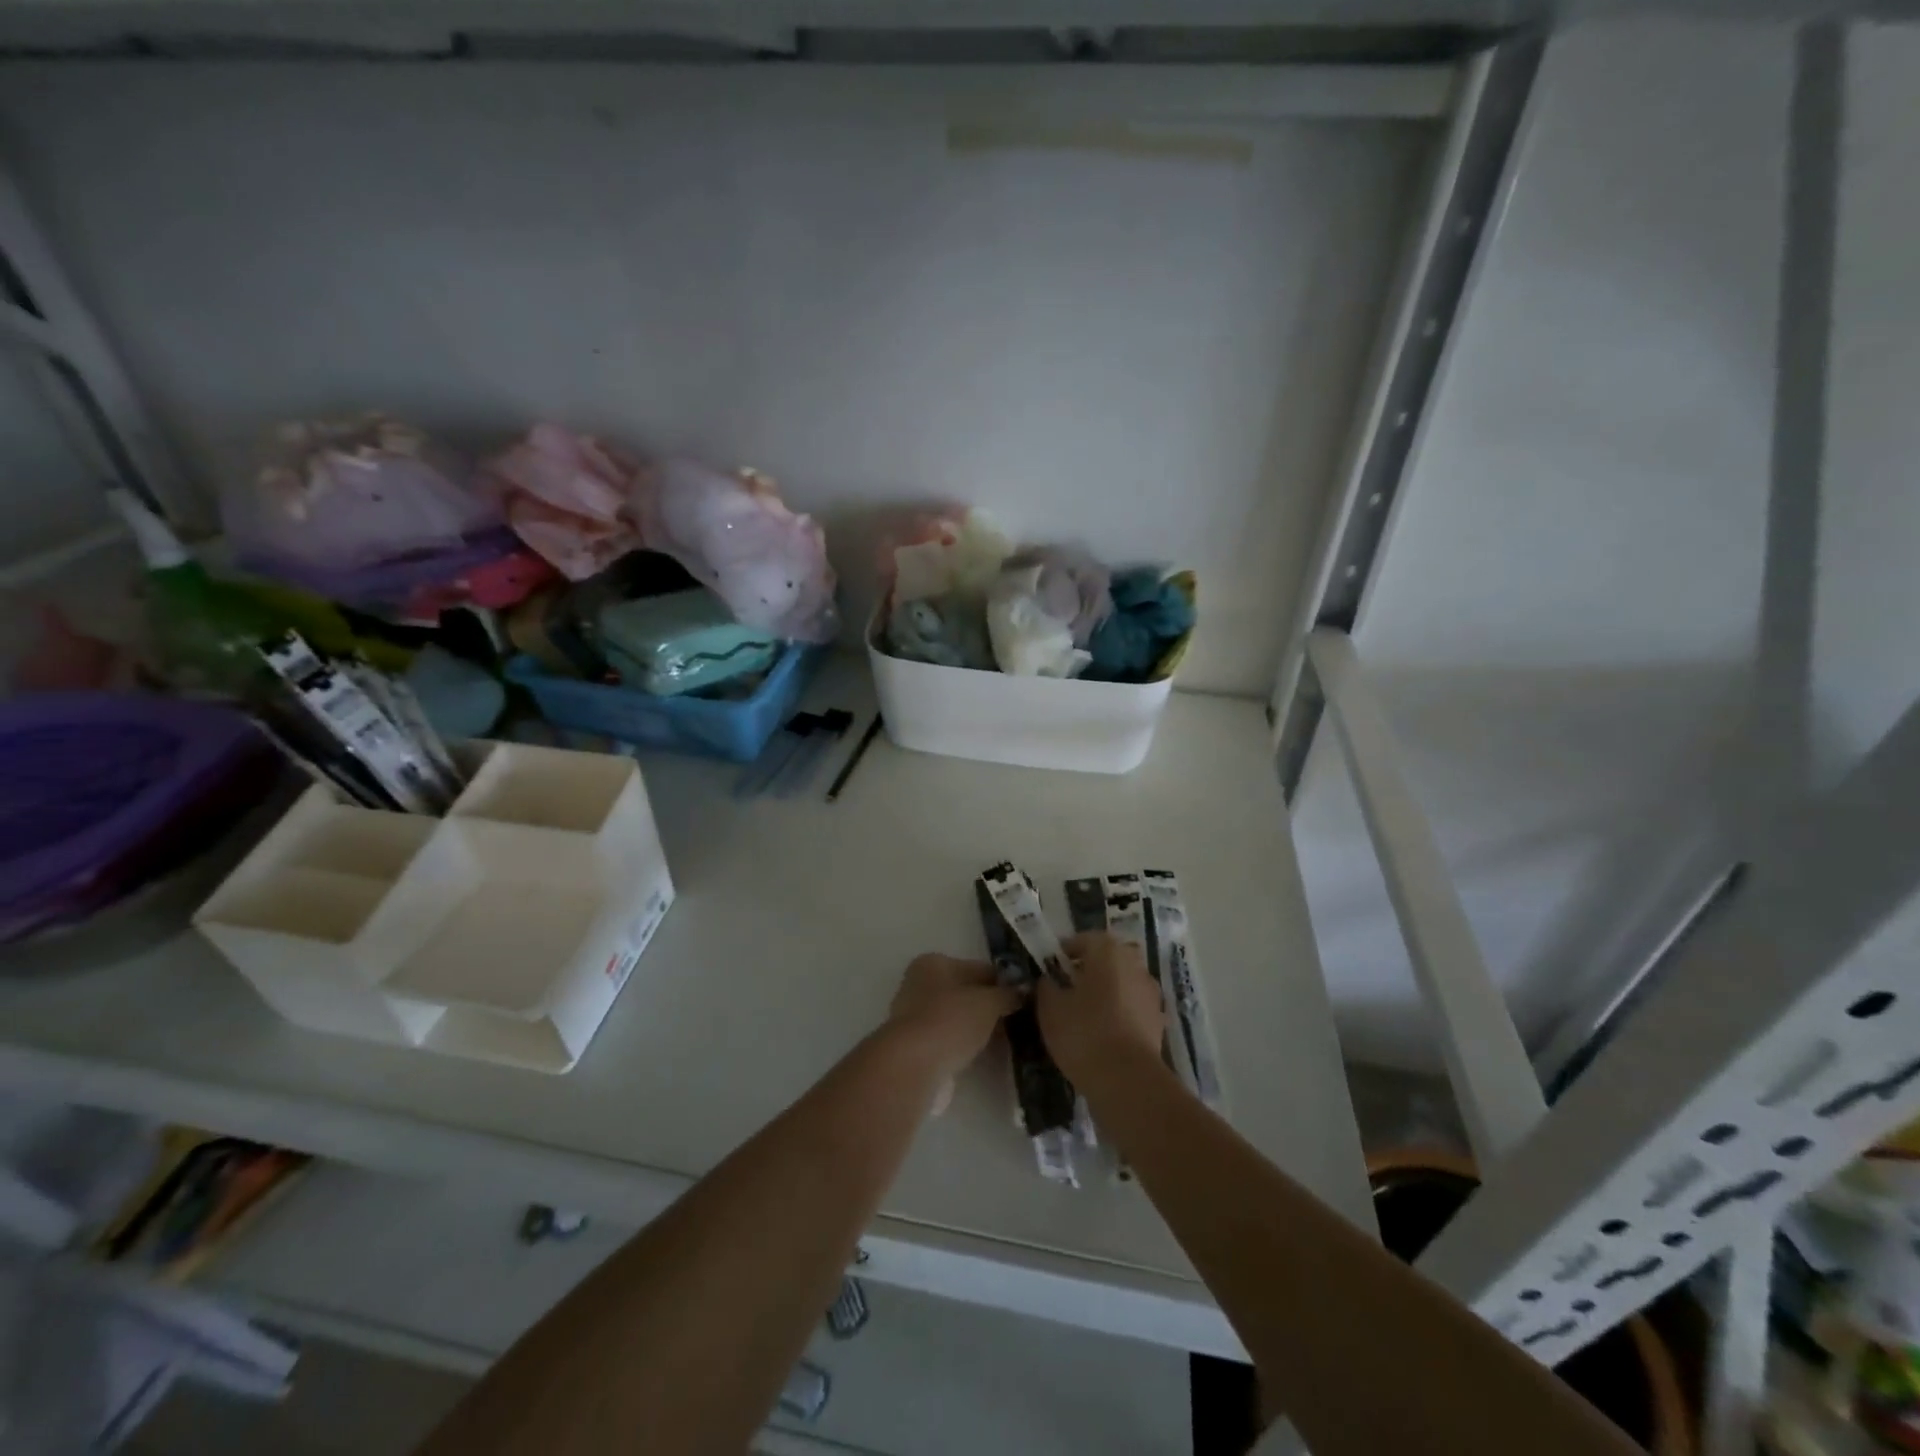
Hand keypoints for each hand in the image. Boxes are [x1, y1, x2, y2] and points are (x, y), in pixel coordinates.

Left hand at [886, 953, 1021, 1092]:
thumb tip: (1024, 992)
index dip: (1003, 981)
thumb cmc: (951, 1020)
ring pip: (959, 1018)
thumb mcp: (988, 1002)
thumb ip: (1008, 995)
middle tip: (1022, 1019)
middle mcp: (921, 985)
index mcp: (934, 963)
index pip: (978, 968)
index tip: (1026, 996)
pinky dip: (968, 1046)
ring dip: (981, 1027)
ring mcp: (917, 1018)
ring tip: (1010, 1039)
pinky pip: (952, 1040)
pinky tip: (989, 1054)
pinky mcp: (918, 1048)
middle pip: (966, 993)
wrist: (914, 1066)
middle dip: (992, 1006)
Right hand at [1037, 932, 1165, 1086]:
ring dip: (1106, 991)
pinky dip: (1120, 1013)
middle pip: (1108, 958)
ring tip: (1084, 1014)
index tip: (1050, 969)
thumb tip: (1050, 979)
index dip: (1065, 952)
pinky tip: (1104, 1033)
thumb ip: (1047, 986)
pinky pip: (1133, 1006)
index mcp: (1107, 951)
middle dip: (1089, 969)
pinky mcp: (1158, 1020)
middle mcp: (1133, 964)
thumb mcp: (1050, 1008)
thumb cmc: (1084, 1033)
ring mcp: (1150, 992)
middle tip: (1067, 988)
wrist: (1128, 1080)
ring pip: (1122, 982)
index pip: (1084, 939)